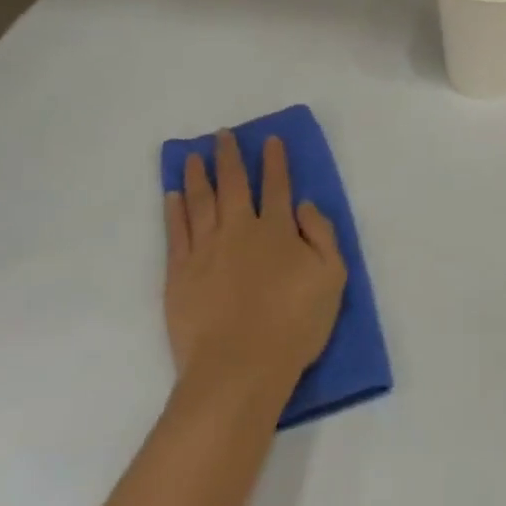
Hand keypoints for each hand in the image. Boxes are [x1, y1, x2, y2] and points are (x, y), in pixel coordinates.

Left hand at [164, 132, 345, 395]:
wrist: (239, 370)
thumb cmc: (294, 325)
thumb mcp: (332, 279)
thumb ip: (322, 235)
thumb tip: (304, 205)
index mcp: (278, 231)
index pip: (277, 186)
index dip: (275, 161)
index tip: (270, 139)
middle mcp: (240, 230)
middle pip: (234, 184)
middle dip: (230, 157)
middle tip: (222, 135)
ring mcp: (206, 250)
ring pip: (201, 201)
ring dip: (199, 175)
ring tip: (194, 155)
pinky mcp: (179, 274)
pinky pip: (176, 231)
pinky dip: (174, 209)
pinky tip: (173, 194)